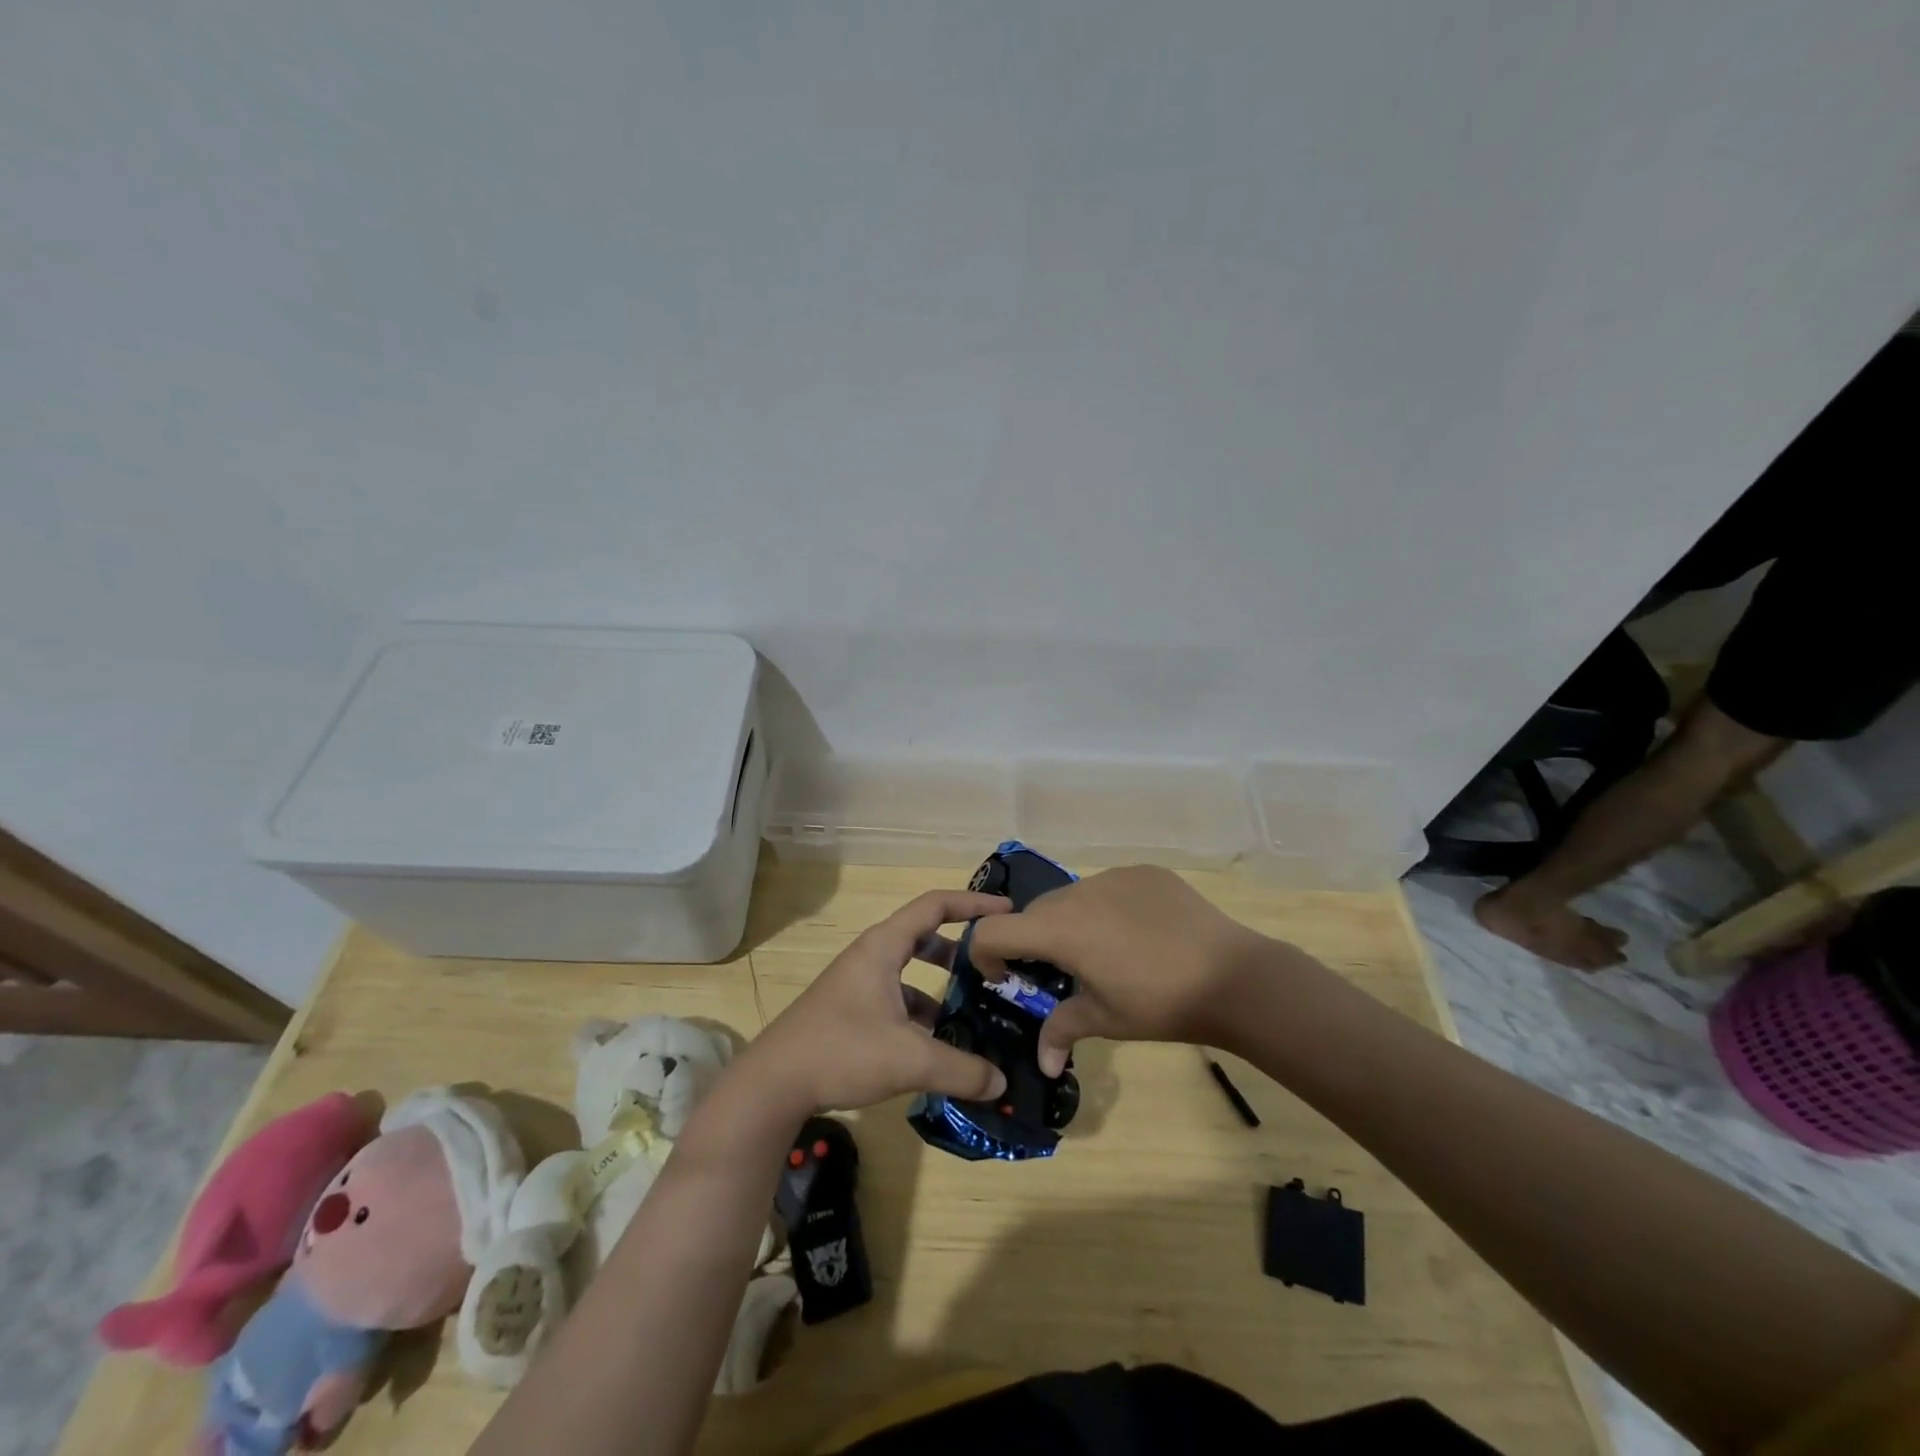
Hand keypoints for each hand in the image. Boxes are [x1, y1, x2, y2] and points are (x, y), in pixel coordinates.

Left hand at [741, 889, 1014, 1112]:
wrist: (773, 1083)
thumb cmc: (842, 1051)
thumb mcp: (910, 1059)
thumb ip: (961, 1069)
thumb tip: (1001, 1081)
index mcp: (884, 946)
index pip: (935, 905)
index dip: (973, 904)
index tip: (1006, 911)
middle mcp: (870, 956)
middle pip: (923, 935)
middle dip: (960, 947)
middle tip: (991, 965)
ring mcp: (857, 983)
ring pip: (909, 970)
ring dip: (939, 984)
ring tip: (971, 1010)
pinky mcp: (849, 1009)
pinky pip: (895, 997)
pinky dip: (919, 1010)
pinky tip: (935, 1045)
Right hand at [967, 866, 1278, 1074]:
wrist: (1233, 976)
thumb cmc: (1159, 1002)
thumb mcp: (1105, 1019)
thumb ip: (1061, 1030)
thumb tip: (1042, 1065)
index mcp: (1059, 928)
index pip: (993, 930)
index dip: (985, 954)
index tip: (1006, 978)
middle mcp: (1079, 892)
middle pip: (1034, 912)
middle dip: (1033, 941)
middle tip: (1059, 972)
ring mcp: (1114, 876)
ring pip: (1073, 897)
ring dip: (1072, 922)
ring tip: (1106, 953)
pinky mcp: (1145, 873)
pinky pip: (1110, 887)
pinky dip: (1108, 908)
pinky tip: (1140, 934)